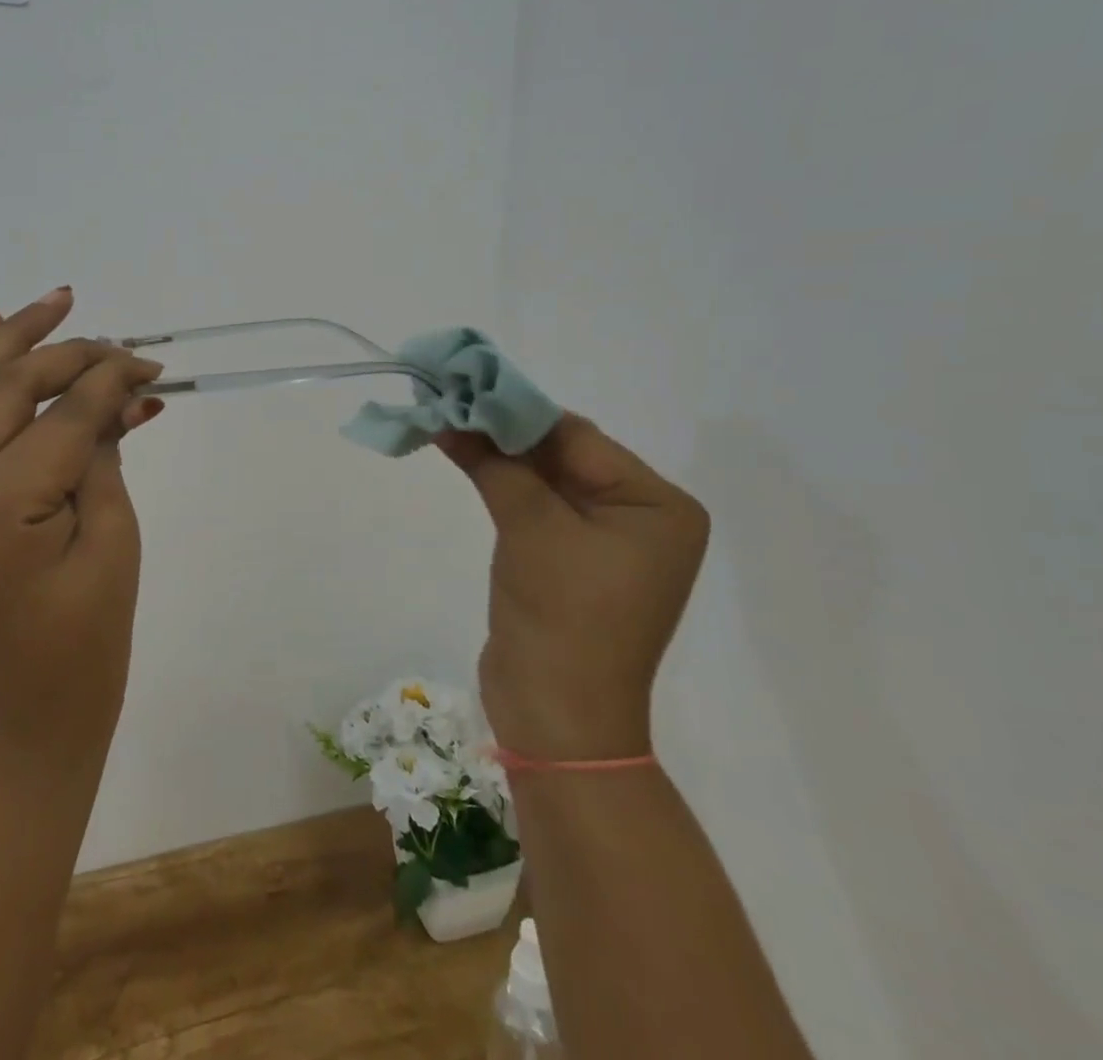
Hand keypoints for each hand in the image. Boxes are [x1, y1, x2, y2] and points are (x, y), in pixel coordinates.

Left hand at [0, 289, 164, 755]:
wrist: (26, 715)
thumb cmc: (89, 640)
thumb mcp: (113, 537)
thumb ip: (103, 451)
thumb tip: (115, 387)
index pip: (58, 419)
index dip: (108, 382)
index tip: (149, 363)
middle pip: (0, 391)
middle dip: (61, 353)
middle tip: (116, 337)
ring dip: (8, 344)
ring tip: (55, 303)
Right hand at [439, 416, 710, 760]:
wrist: (557, 718)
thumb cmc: (562, 615)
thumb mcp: (531, 525)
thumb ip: (495, 462)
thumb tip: (451, 414)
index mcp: (658, 505)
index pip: (579, 438)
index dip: (517, 410)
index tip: (465, 384)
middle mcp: (641, 517)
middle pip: (562, 455)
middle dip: (503, 430)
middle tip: (448, 398)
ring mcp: (606, 541)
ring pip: (543, 478)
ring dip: (496, 453)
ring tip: (444, 419)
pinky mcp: (571, 560)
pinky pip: (535, 506)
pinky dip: (499, 482)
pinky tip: (461, 454)